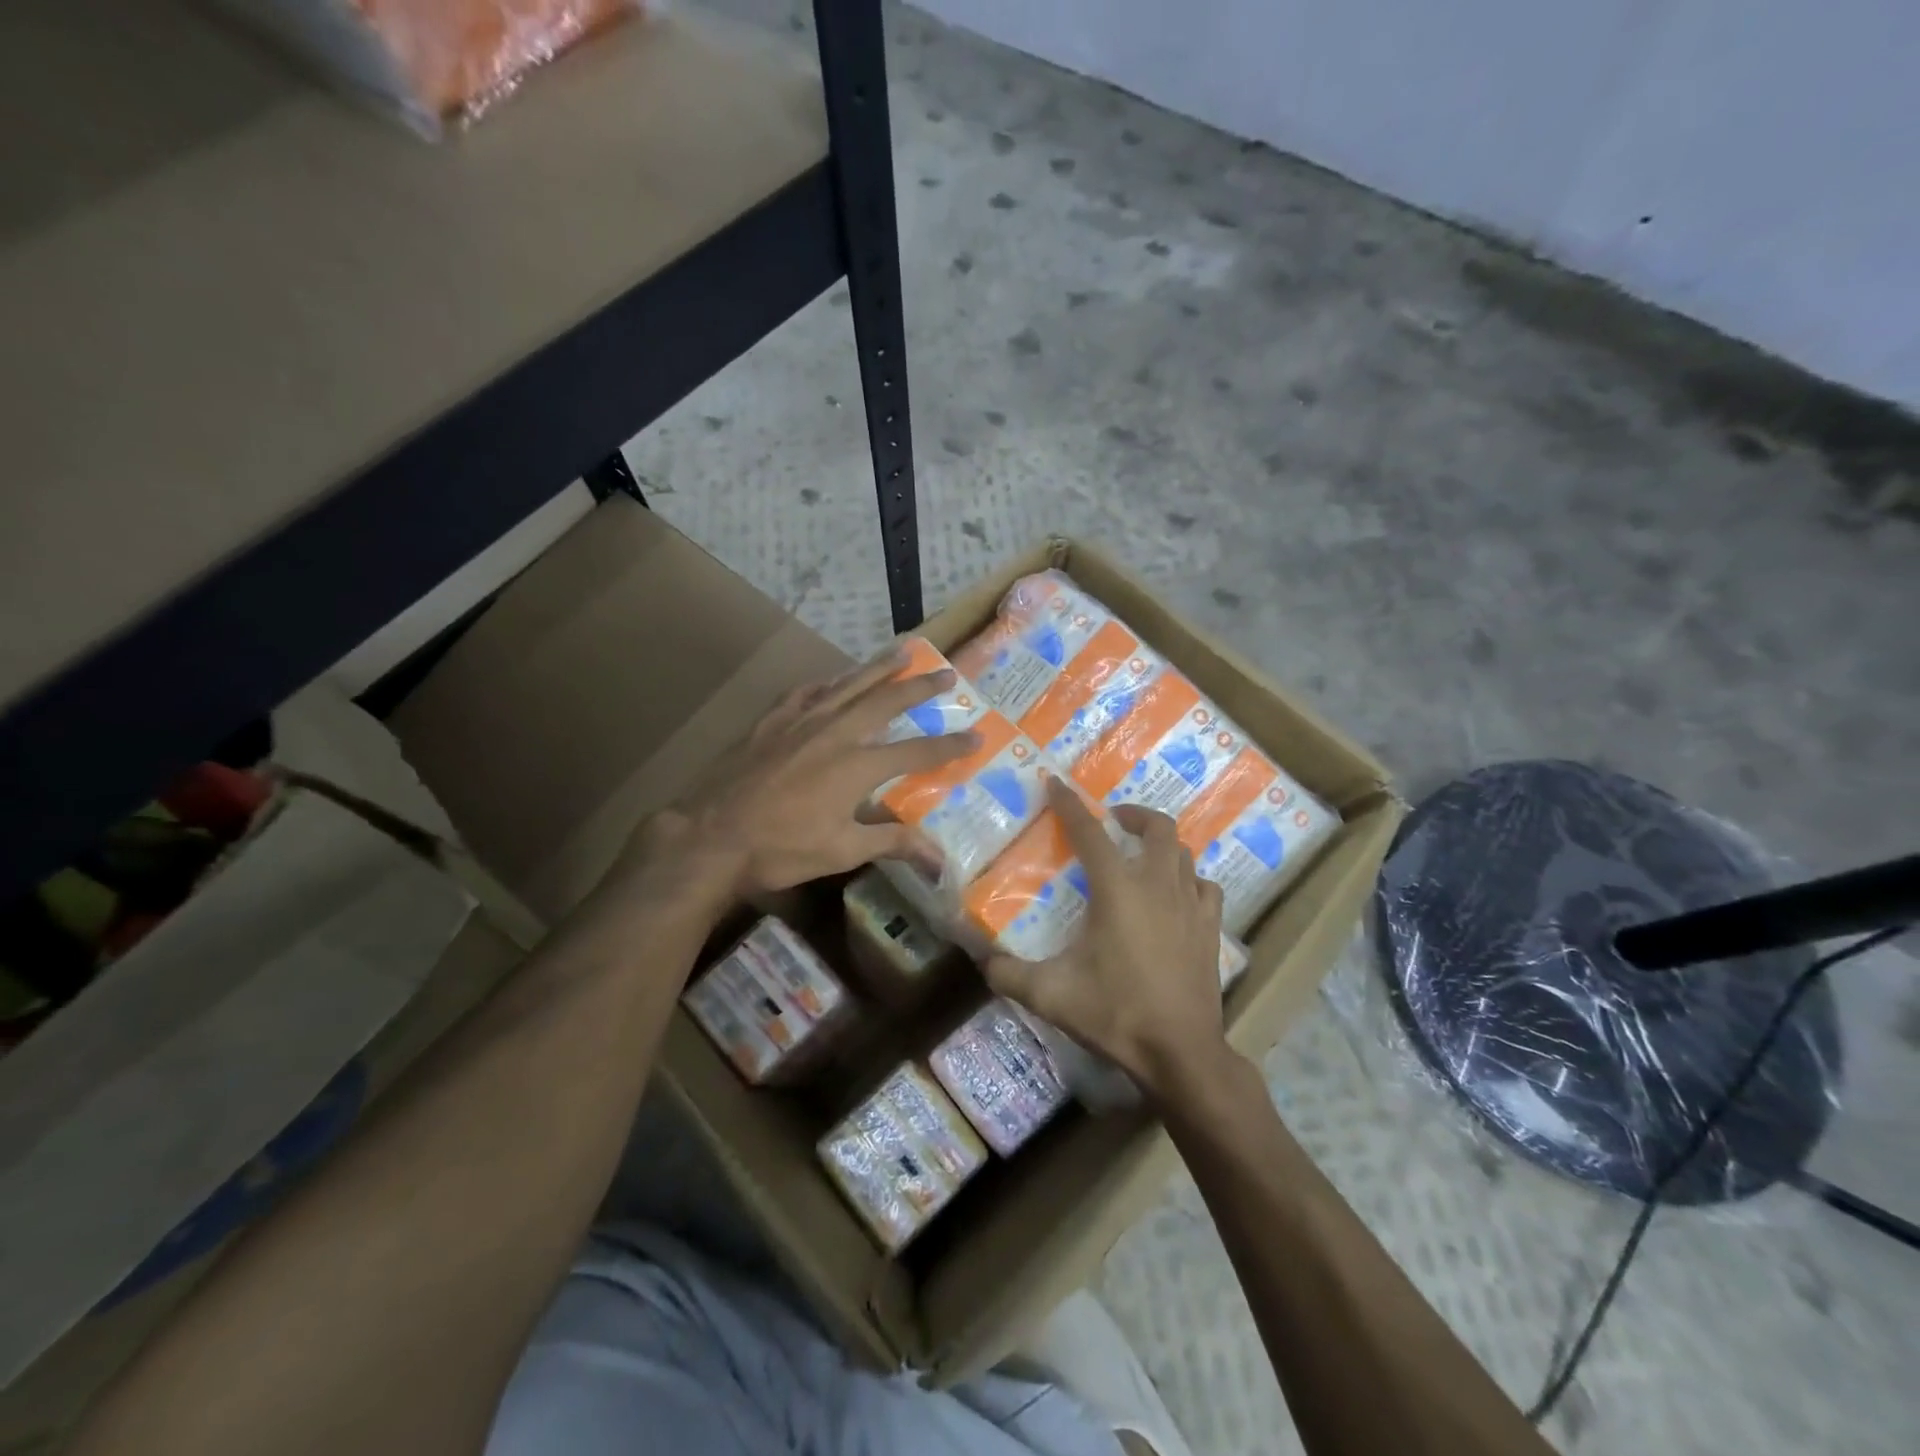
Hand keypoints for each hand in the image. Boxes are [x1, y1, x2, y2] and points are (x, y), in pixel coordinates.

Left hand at [628, 647, 976, 898]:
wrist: (711, 836)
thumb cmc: (781, 849)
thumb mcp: (843, 851)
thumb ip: (894, 844)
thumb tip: (941, 861)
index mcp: (858, 765)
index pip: (917, 750)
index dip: (949, 744)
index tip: (977, 734)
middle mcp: (836, 732)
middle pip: (886, 700)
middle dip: (920, 687)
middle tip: (946, 673)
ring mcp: (801, 722)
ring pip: (847, 685)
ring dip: (878, 668)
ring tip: (902, 652)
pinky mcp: (771, 722)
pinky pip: (804, 693)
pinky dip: (824, 683)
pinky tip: (831, 679)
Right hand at [984, 776, 1228, 1102]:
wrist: (1180, 1052)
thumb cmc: (1115, 1013)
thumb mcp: (1051, 995)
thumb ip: (1009, 974)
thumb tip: (982, 959)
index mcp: (1118, 889)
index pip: (1090, 832)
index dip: (1070, 804)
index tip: (1056, 784)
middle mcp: (1158, 885)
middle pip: (1158, 827)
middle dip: (1134, 815)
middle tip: (1113, 821)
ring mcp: (1191, 905)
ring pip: (1185, 854)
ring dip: (1162, 846)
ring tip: (1141, 857)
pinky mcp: (1212, 929)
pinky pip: (1206, 888)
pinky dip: (1190, 880)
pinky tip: (1177, 895)